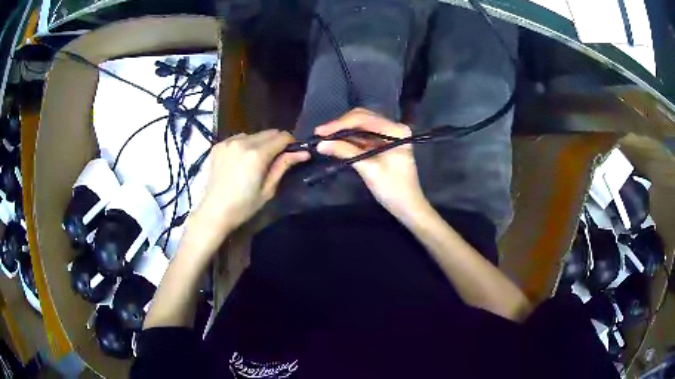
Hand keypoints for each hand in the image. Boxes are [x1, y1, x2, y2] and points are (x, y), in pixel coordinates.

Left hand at [185, 130, 308, 257]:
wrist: (213, 212)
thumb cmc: (243, 206)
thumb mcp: (268, 190)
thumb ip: (284, 166)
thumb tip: (304, 152)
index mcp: (257, 154)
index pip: (282, 136)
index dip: (291, 143)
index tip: (292, 154)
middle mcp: (243, 141)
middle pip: (269, 132)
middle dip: (276, 142)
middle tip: (276, 159)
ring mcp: (228, 142)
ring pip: (254, 134)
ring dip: (260, 143)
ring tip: (256, 161)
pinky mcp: (218, 145)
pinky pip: (239, 138)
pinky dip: (245, 144)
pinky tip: (241, 160)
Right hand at [316, 108, 426, 218]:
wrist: (407, 207)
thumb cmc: (393, 189)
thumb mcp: (369, 169)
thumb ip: (346, 152)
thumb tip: (321, 144)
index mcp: (396, 130)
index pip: (364, 119)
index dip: (340, 124)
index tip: (320, 131)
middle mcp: (393, 127)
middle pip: (362, 118)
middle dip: (340, 126)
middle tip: (320, 134)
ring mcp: (388, 135)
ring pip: (360, 126)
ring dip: (342, 132)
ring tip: (323, 138)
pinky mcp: (383, 143)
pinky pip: (363, 136)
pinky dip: (348, 139)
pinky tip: (334, 142)